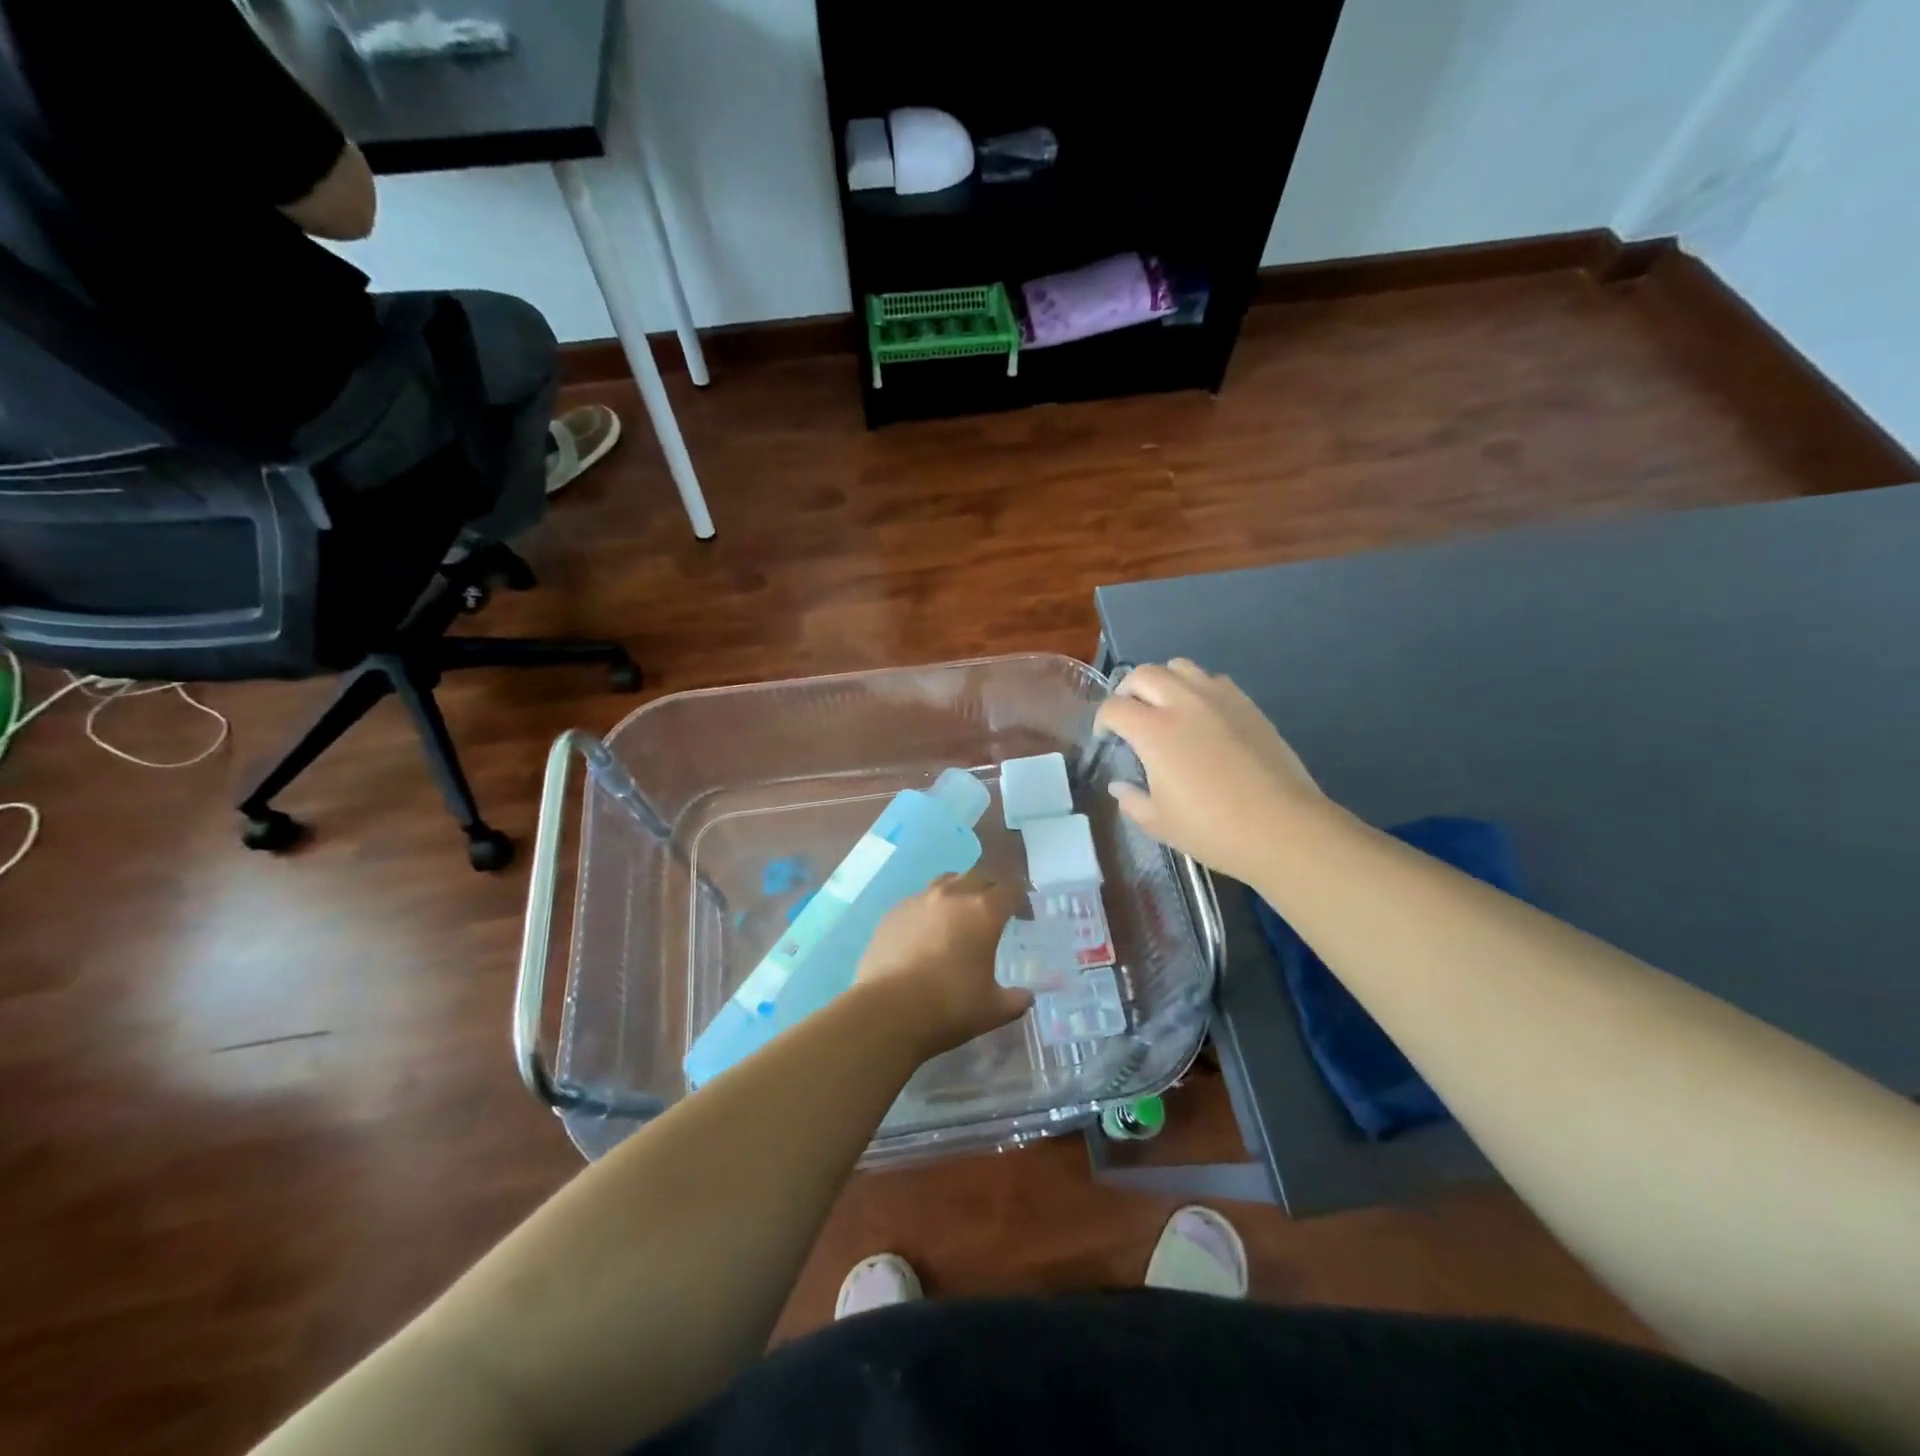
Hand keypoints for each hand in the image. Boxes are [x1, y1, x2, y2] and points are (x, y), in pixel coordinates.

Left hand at [854, 869, 1031, 1059]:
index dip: (1021, 900)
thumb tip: (1026, 997)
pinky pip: (918, 901)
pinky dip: (929, 911)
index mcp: (983, 911)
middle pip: (978, 876)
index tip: (1025, 916)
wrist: (887, 1011)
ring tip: (959, 916)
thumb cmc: (949, 1006)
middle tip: (994, 912)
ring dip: (959, 892)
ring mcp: (919, 900)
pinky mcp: (892, 913)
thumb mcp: (993, 1010)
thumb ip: (1015, 1000)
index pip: (1011, 890)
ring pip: (946, 882)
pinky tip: (925, 934)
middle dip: (991, 890)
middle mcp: (952, 895)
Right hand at [1094, 659, 1326, 884]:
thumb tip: (1120, 786)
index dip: (1103, 721)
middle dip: (1128, 691)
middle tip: (1130, 716)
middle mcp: (1183, 703)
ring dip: (1163, 681)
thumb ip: (1132, 800)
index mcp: (1154, 731)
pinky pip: (1213, 679)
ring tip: (1165, 707)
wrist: (1282, 828)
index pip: (1114, 707)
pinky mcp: (1247, 704)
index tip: (1107, 738)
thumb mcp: (1159, 823)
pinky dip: (1197, 688)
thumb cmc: (1212, 829)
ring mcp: (1218, 699)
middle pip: (1143, 674)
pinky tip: (1202, 715)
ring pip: (1180, 667)